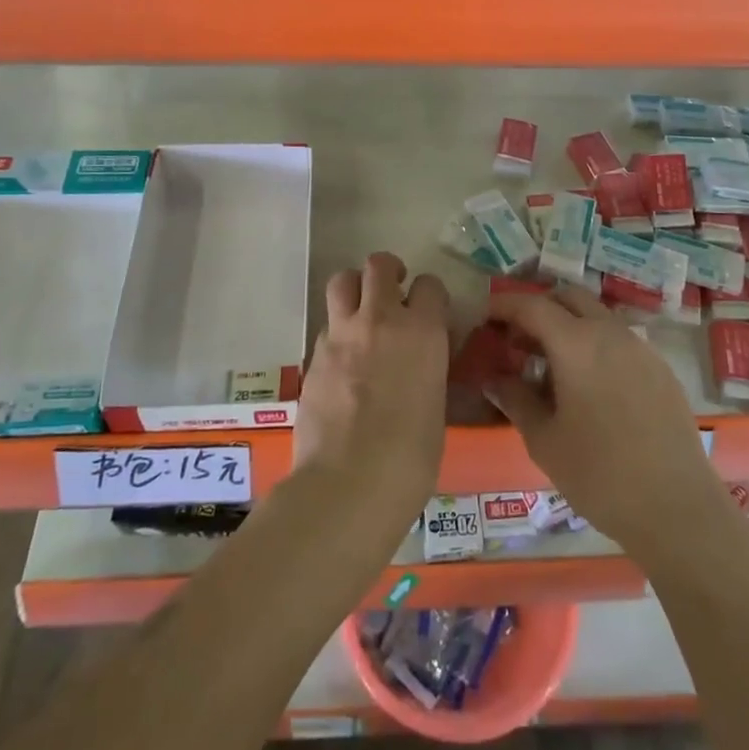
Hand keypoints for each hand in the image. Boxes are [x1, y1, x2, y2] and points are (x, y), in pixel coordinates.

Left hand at [294, 252, 449, 535]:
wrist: (348, 484)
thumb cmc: (410, 458)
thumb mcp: (435, 406)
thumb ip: (428, 370)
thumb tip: (420, 364)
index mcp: (423, 331)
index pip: (429, 285)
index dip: (430, 296)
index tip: (430, 311)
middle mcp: (381, 320)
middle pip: (378, 265)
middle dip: (387, 272)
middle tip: (392, 292)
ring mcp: (342, 334)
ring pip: (342, 281)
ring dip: (354, 289)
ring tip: (361, 312)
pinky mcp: (313, 355)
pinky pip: (326, 326)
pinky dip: (336, 332)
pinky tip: (342, 361)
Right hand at [485, 288, 729, 556]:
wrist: (679, 509)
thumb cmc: (600, 476)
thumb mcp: (544, 441)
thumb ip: (515, 399)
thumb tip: (493, 378)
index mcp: (576, 343)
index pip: (531, 305)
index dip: (504, 305)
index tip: (484, 317)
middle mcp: (610, 332)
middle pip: (568, 297)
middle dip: (539, 308)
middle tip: (517, 339)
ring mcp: (641, 347)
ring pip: (596, 315)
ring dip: (569, 324)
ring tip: (551, 365)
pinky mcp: (661, 368)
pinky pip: (619, 338)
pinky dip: (595, 343)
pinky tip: (590, 385)